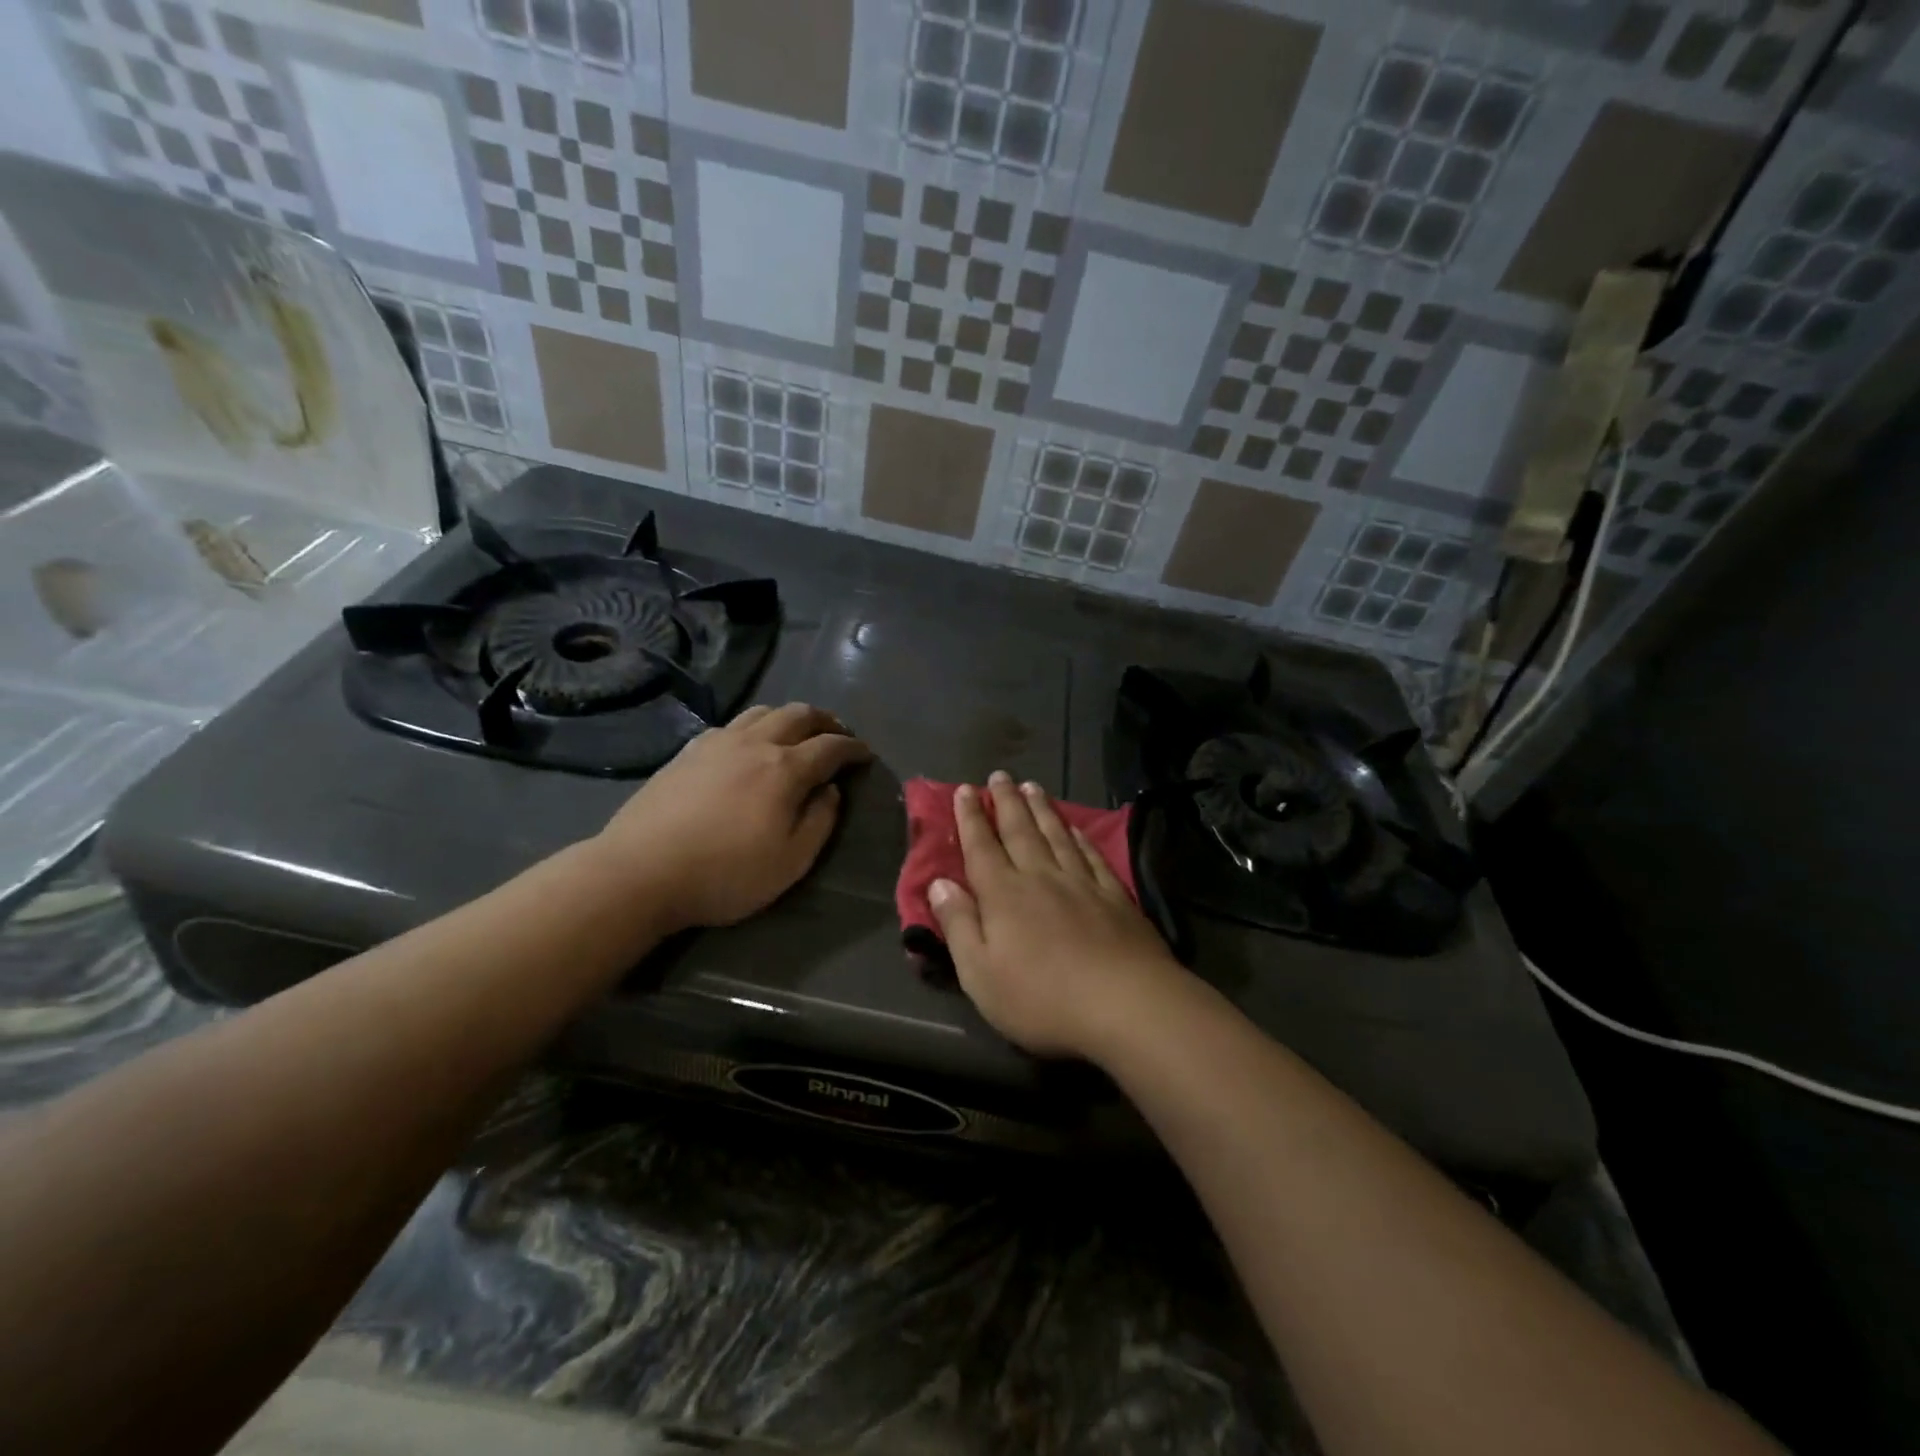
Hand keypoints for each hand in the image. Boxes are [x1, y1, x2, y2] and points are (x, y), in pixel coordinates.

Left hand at [596, 703, 870, 933]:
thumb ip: (820, 821)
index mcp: (784, 769)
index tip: (865, 754)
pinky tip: (749, 745)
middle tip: (838, 735)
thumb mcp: (791, 862)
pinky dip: (754, 726)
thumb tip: (830, 790)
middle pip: (799, 714)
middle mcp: (754, 743)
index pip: (831, 746)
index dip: (853, 748)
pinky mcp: (687, 751)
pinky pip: (732, 724)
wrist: (640, 872)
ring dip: (789, 717)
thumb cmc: (725, 874)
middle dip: (825, 721)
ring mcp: (717, 743)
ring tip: (798, 733)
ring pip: (763, 711)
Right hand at [927, 772, 1188, 1060]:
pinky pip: (1092, 856)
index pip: (981, 848)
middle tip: (1000, 775)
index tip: (966, 790)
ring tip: (1033, 787)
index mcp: (1004, 895)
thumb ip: (958, 924)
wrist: (1125, 1004)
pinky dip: (1080, 837)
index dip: (971, 818)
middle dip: (1006, 802)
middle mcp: (1041, 877)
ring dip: (1042, 809)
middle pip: (1020, 831)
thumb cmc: (1042, 997)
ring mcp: (1082, 884)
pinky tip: (1076, 828)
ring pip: (1057, 835)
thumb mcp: (980, 973)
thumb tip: (939, 883)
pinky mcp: (1115, 897)